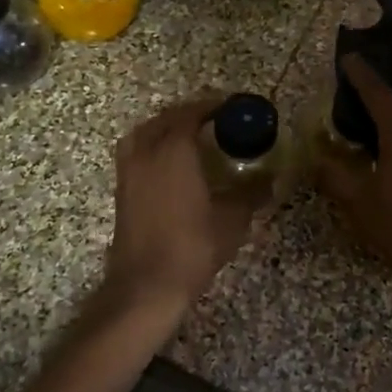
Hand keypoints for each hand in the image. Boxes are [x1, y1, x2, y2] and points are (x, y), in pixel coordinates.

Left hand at [100, 94, 260, 327]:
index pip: (193, 113)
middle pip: (167, 118)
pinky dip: (153, 144)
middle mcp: (147, 151)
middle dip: (192, 113)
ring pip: (146, 131)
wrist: (145, 285)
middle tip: (217, 119)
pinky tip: (171, 161)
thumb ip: (251, 193)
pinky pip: (137, 150)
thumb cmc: (191, 247)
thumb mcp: (232, 220)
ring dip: (168, 126)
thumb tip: (270, 180)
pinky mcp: (122, 188)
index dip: (214, 106)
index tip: (234, 107)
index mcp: (174, 149)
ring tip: (192, 135)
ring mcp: (129, 169)